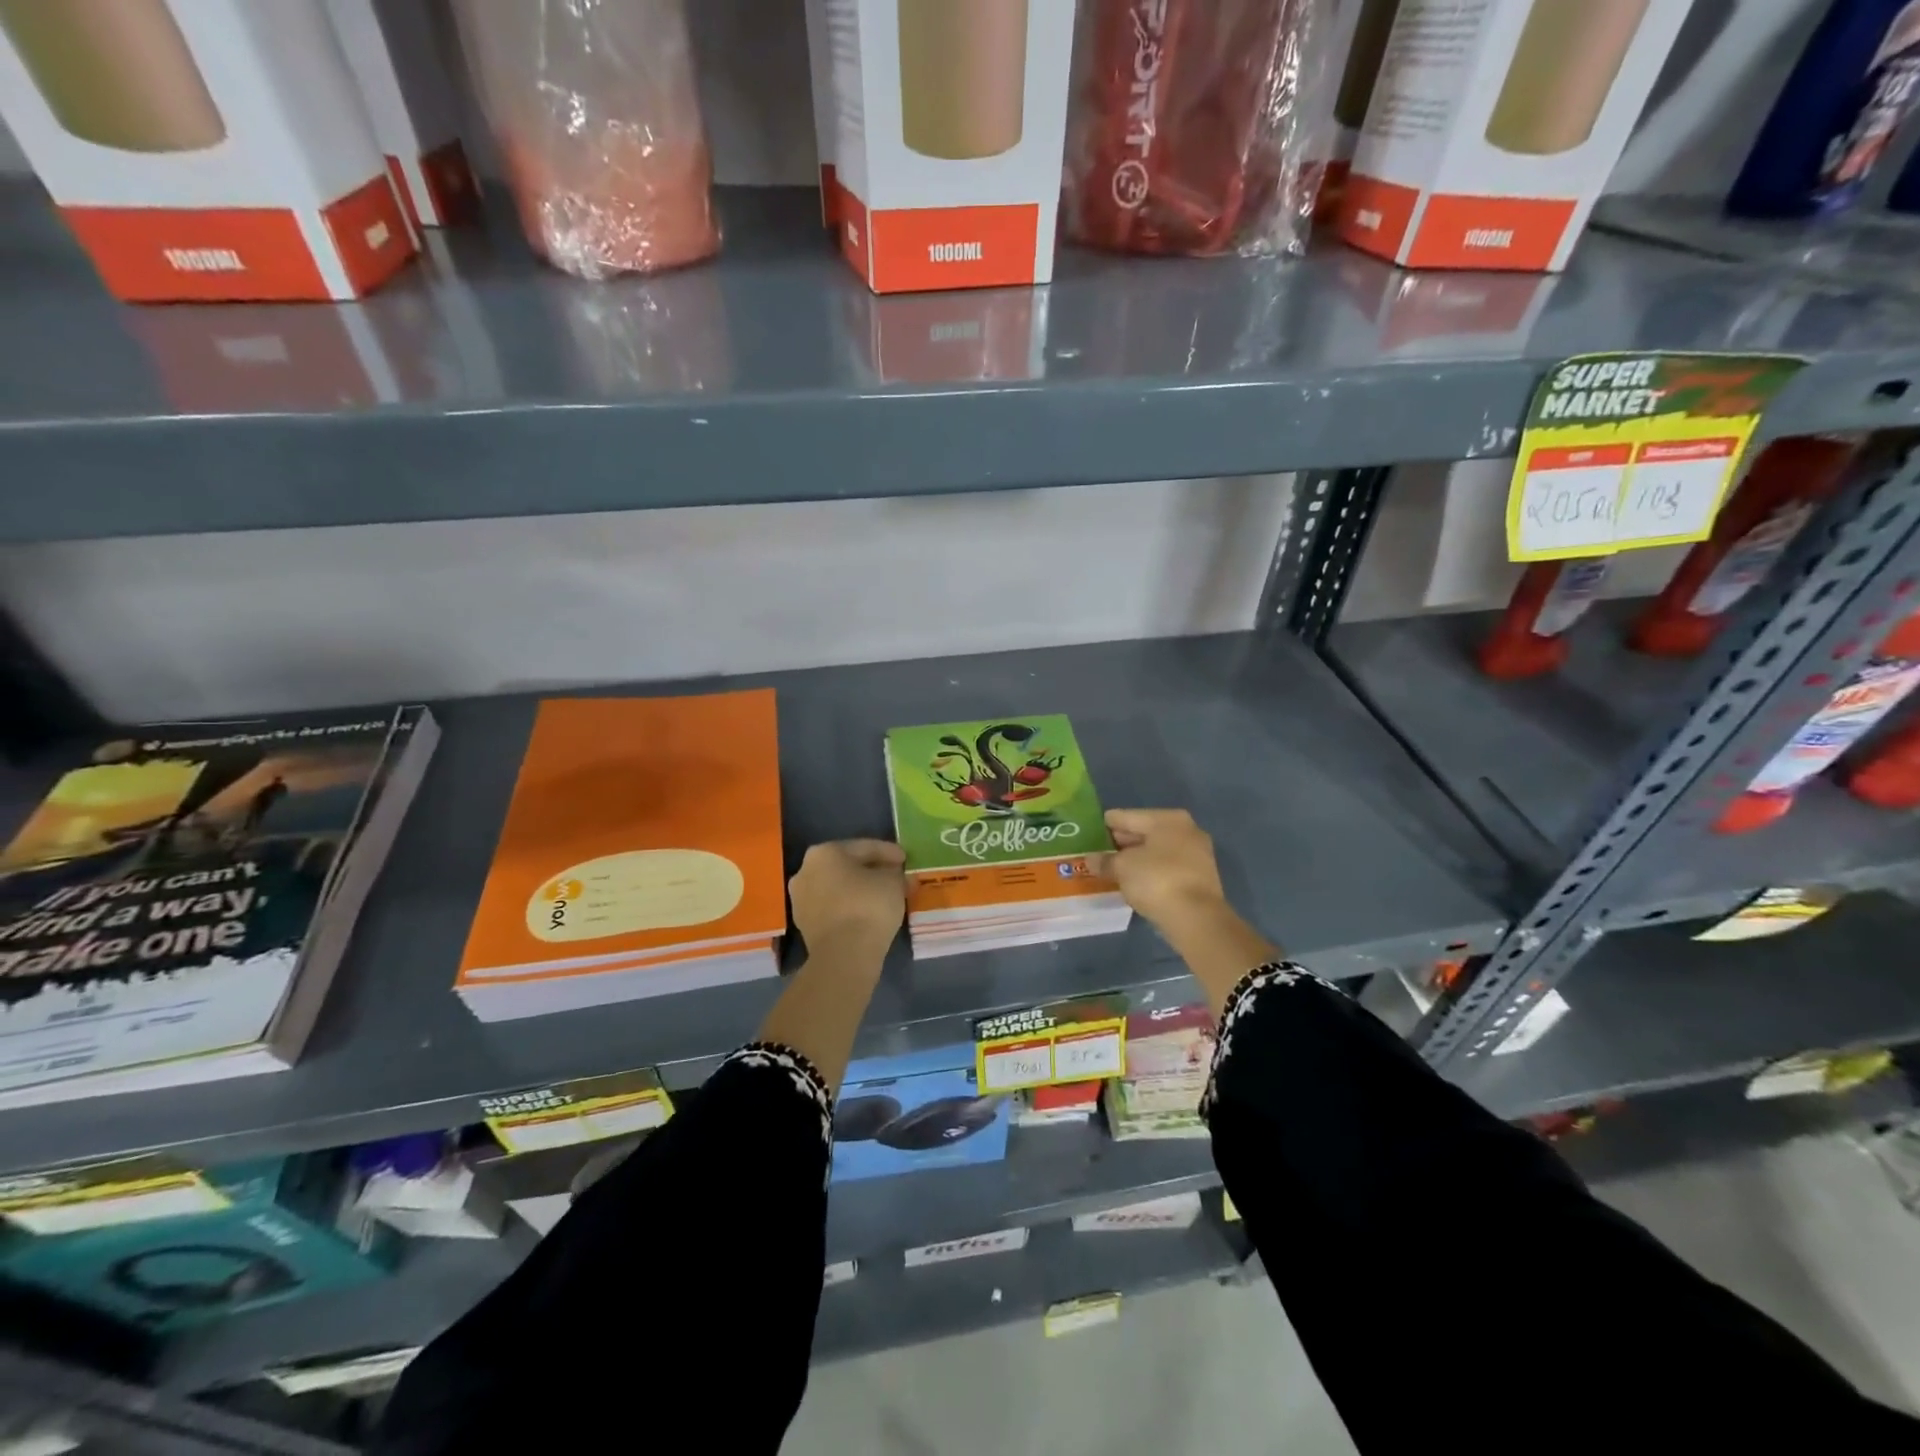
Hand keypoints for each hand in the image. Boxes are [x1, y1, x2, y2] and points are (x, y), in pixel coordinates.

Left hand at [788, 838, 906, 957]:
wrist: (844, 955)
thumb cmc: (868, 907)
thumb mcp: (892, 882)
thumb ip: (896, 873)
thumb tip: (897, 876)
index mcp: (824, 852)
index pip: (864, 847)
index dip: (889, 852)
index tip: (905, 859)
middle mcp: (806, 871)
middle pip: (847, 867)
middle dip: (872, 871)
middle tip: (896, 876)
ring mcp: (801, 900)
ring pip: (839, 889)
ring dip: (861, 890)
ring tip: (885, 897)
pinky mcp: (805, 925)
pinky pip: (834, 908)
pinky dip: (851, 907)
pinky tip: (870, 913)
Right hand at [1095, 809, 1229, 935]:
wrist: (1196, 919)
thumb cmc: (1156, 880)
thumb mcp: (1122, 868)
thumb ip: (1104, 860)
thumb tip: (1090, 859)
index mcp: (1167, 818)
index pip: (1126, 816)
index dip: (1105, 826)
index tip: (1087, 835)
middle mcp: (1186, 830)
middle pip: (1143, 832)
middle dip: (1121, 843)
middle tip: (1097, 854)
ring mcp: (1196, 854)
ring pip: (1155, 852)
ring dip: (1135, 860)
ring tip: (1111, 869)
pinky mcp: (1199, 878)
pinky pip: (1166, 868)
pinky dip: (1149, 873)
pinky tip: (1133, 883)